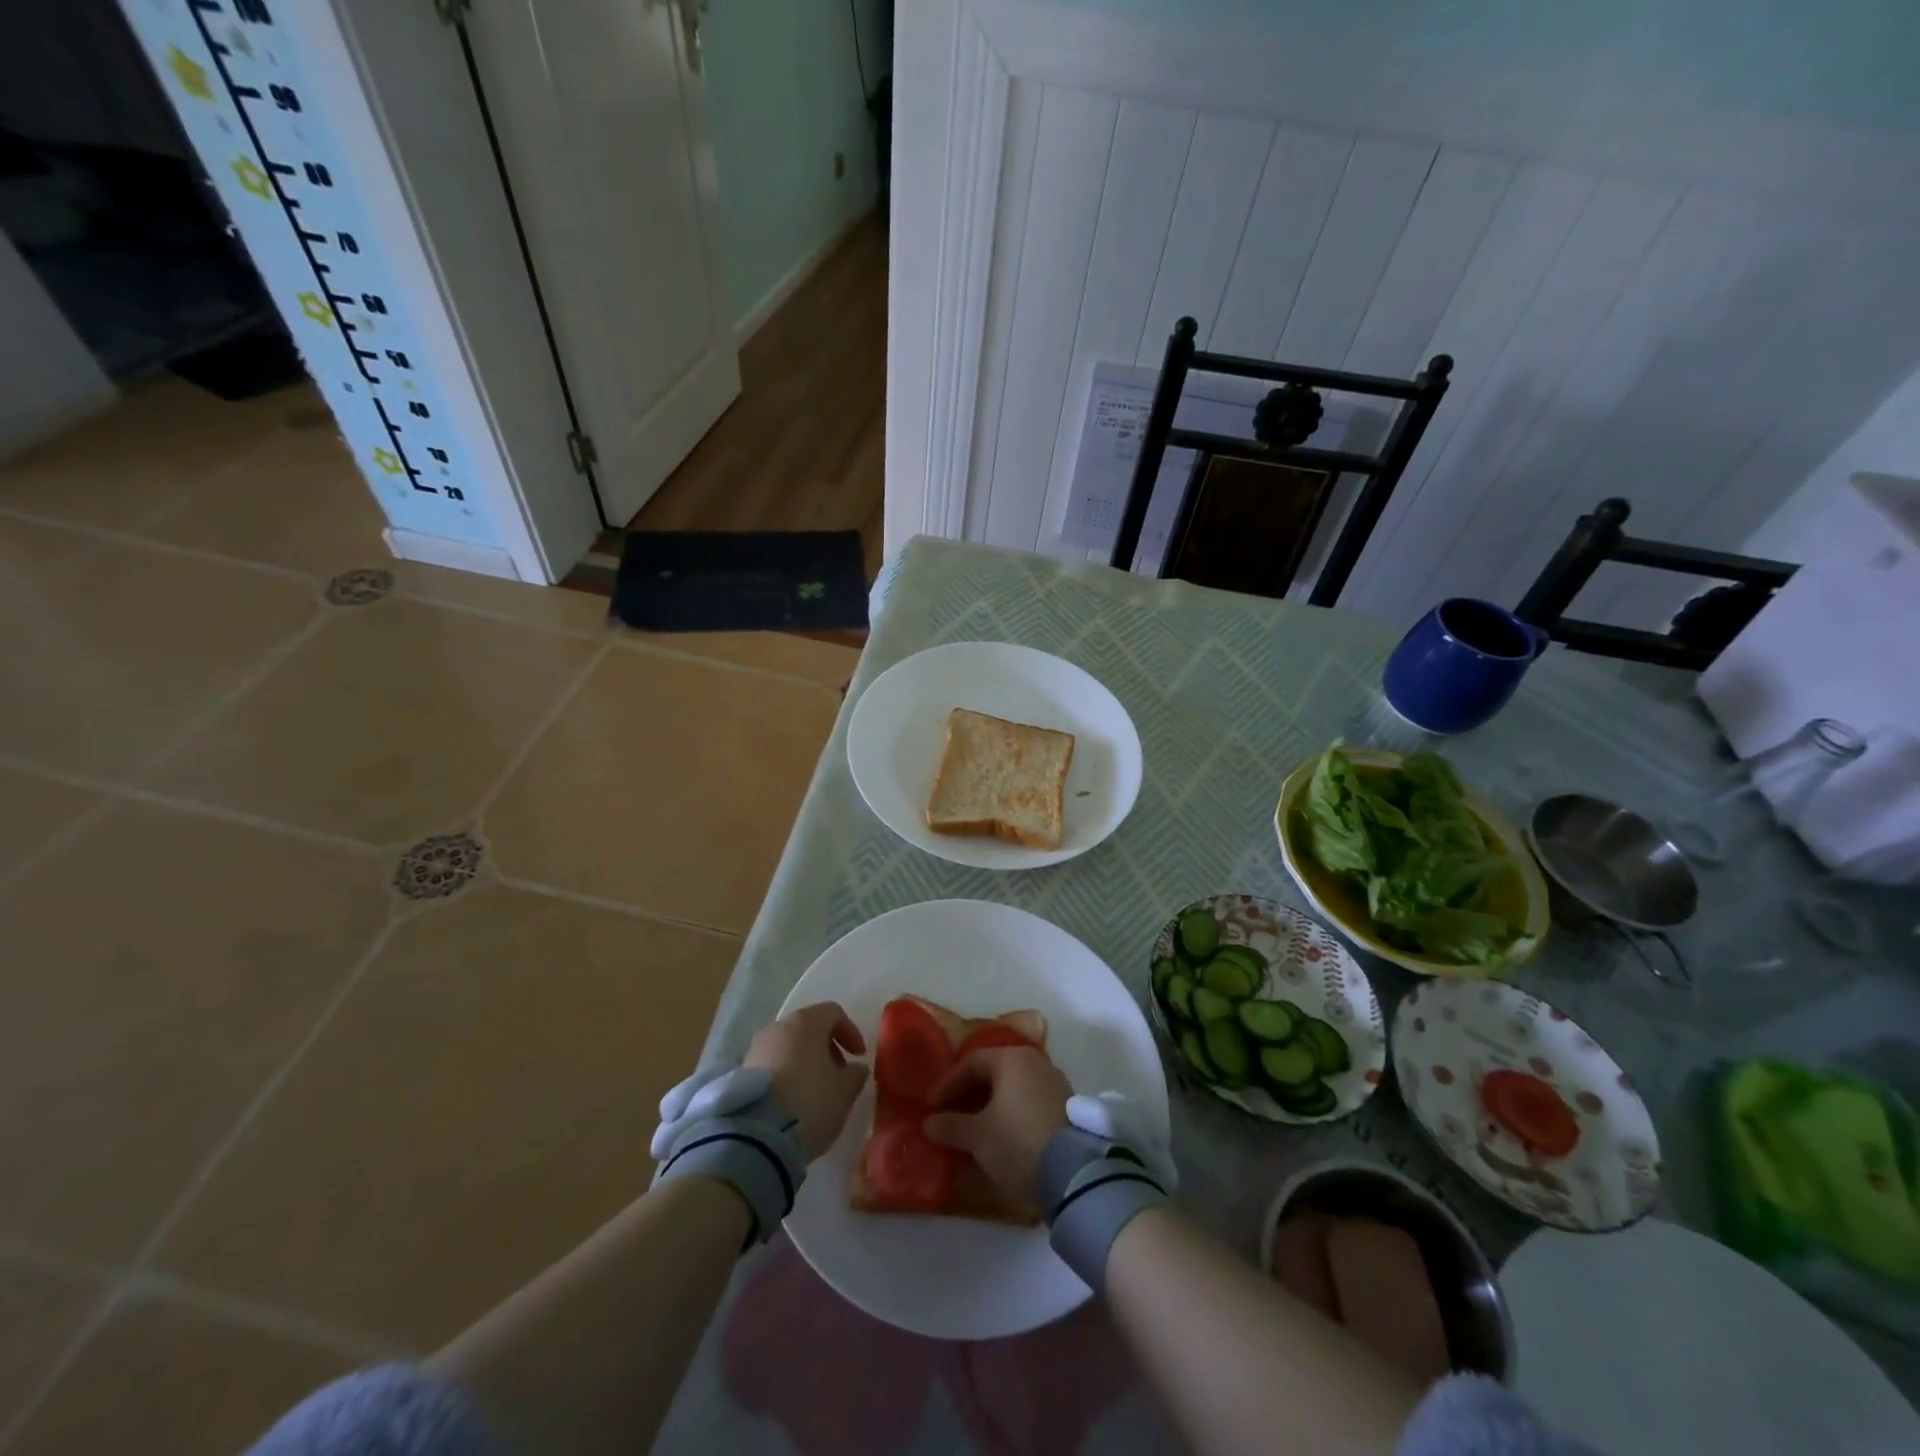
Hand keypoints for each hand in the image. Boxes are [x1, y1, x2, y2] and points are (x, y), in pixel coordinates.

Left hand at [742, 1002, 868, 1159]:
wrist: (756, 1138)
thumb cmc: (810, 1103)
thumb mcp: (844, 1091)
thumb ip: (855, 1074)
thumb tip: (856, 1068)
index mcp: (806, 1022)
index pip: (833, 1013)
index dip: (850, 1032)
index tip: (858, 1057)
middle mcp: (779, 1027)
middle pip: (808, 1028)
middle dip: (826, 1048)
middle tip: (837, 1074)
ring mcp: (756, 1048)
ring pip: (788, 1046)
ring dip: (804, 1062)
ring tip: (815, 1091)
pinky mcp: (741, 1073)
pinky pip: (771, 1065)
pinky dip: (785, 1075)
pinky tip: (792, 1102)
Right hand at [922, 1047, 1070, 1204]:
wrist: (1074, 1174)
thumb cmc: (1018, 1142)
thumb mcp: (978, 1136)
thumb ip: (951, 1125)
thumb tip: (929, 1122)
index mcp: (1012, 1059)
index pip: (971, 1063)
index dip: (947, 1084)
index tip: (932, 1108)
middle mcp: (1035, 1062)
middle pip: (994, 1071)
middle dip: (969, 1093)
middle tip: (950, 1116)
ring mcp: (1055, 1083)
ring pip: (1013, 1087)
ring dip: (990, 1104)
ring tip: (973, 1129)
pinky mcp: (1067, 1106)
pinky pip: (1029, 1100)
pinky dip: (1010, 1112)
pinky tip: (1001, 1135)